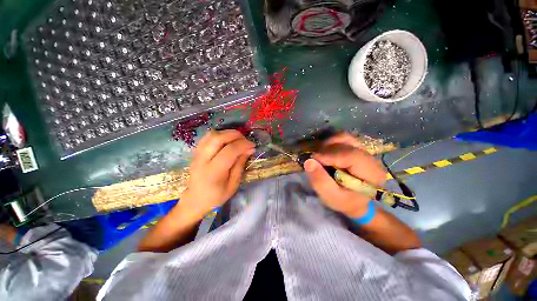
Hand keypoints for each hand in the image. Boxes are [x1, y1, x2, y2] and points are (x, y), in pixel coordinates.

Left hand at [181, 130, 254, 217]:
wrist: (195, 200)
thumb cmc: (217, 196)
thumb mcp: (233, 184)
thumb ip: (240, 165)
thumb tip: (249, 149)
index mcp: (213, 172)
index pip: (229, 151)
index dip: (243, 145)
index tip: (253, 145)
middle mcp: (202, 160)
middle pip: (218, 138)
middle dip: (235, 135)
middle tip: (245, 140)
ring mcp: (196, 155)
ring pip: (211, 135)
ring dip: (227, 133)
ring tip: (237, 139)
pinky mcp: (195, 152)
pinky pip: (206, 137)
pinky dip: (219, 135)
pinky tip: (226, 140)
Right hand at [304, 133, 385, 217]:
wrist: (355, 201)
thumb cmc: (344, 201)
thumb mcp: (331, 197)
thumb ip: (320, 181)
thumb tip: (309, 161)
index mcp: (371, 173)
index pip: (351, 156)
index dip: (330, 155)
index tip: (313, 158)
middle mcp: (370, 158)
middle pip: (347, 143)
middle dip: (327, 149)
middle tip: (314, 158)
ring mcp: (363, 150)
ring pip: (344, 137)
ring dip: (328, 143)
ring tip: (319, 154)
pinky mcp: (356, 148)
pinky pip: (342, 138)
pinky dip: (330, 142)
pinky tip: (324, 152)